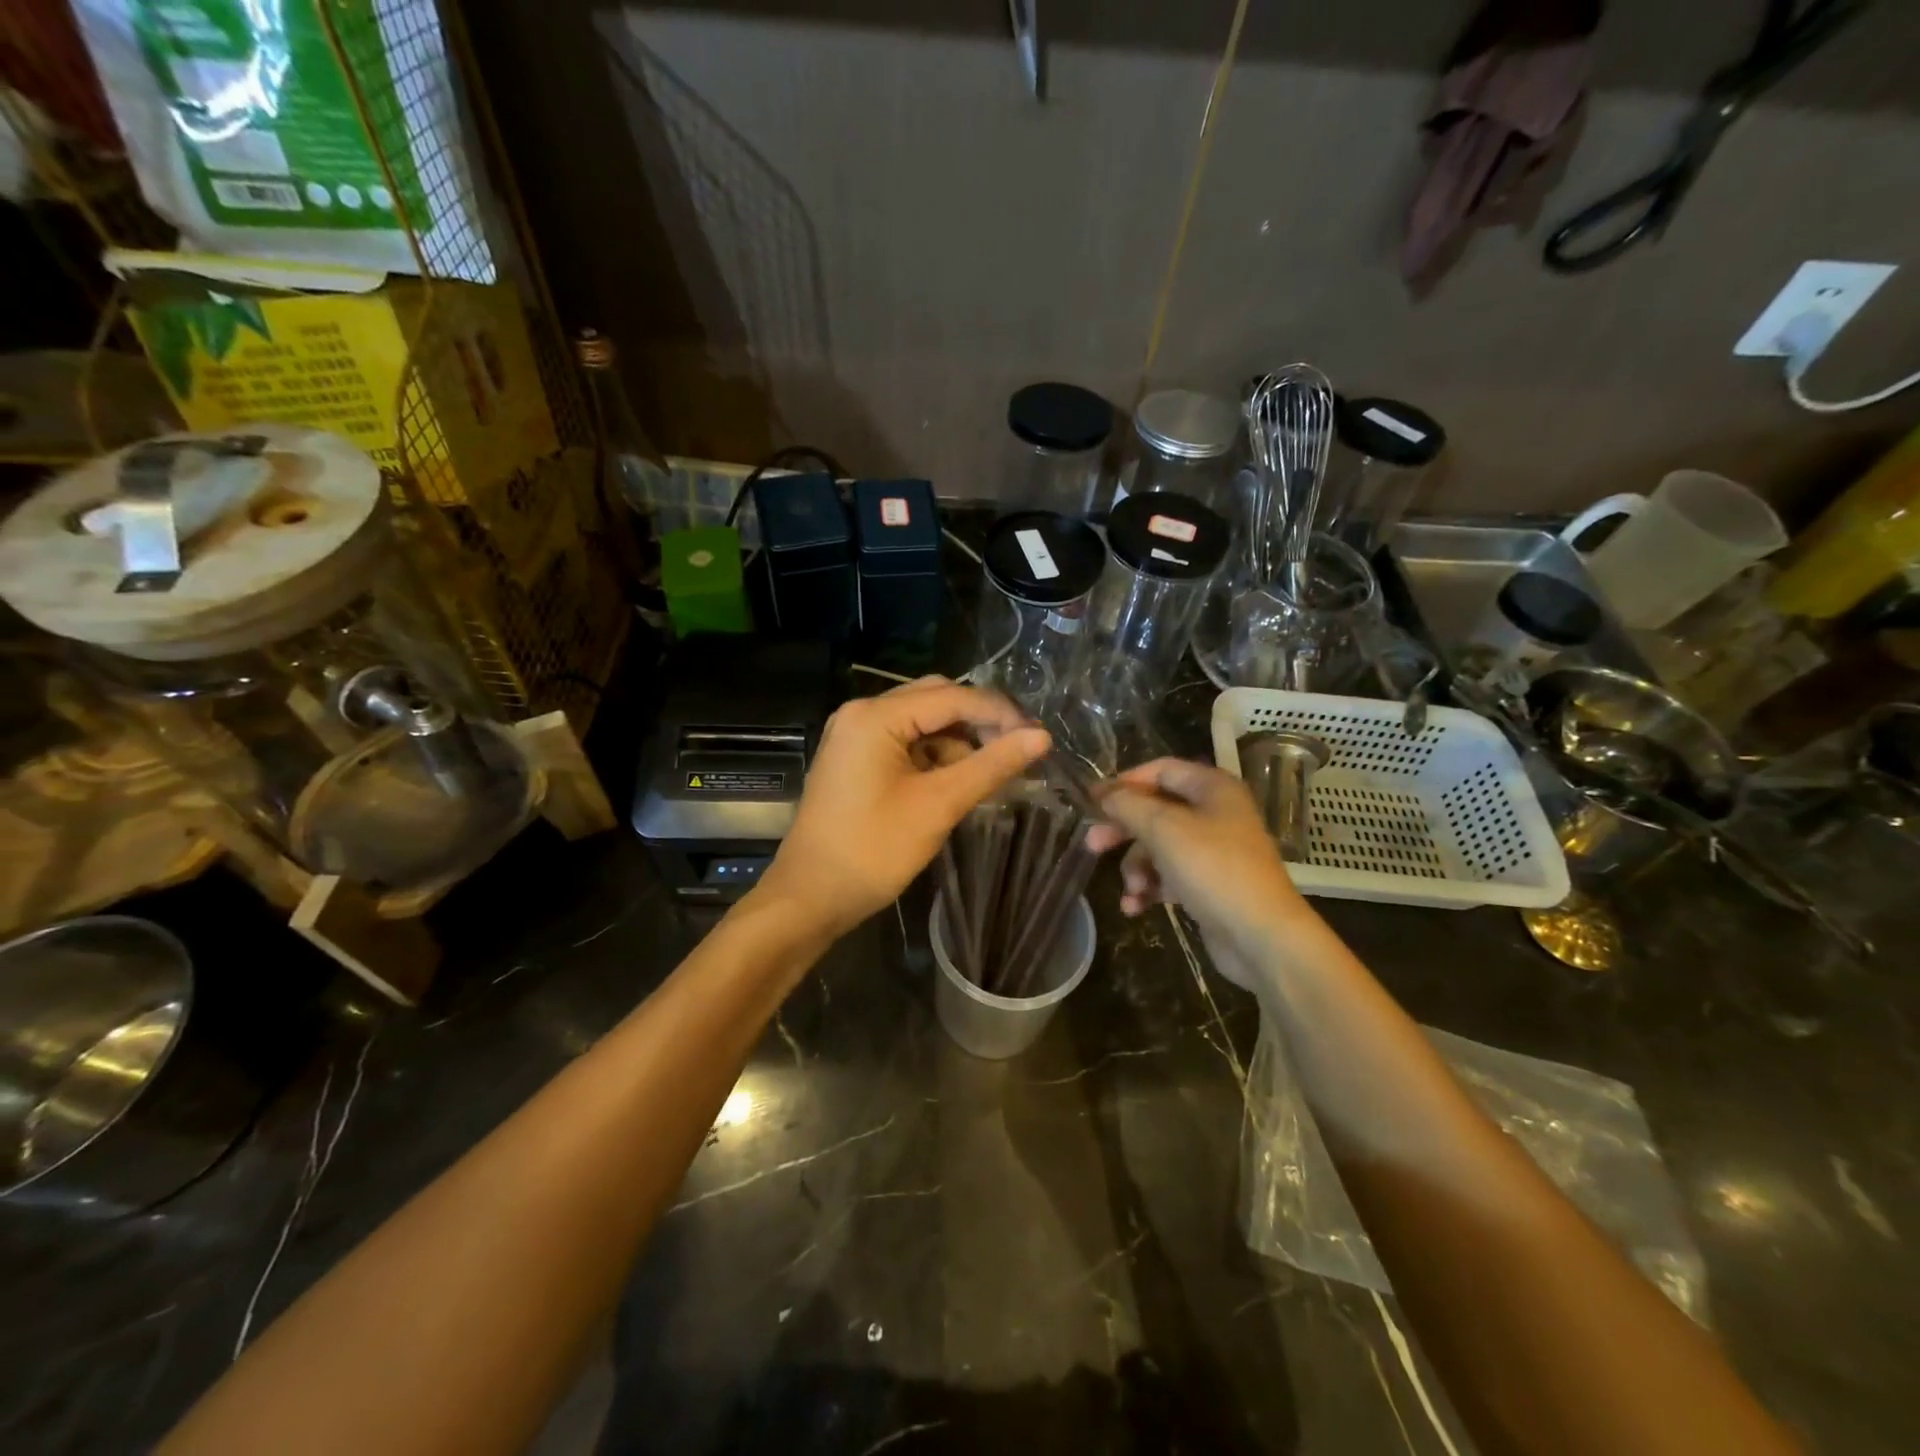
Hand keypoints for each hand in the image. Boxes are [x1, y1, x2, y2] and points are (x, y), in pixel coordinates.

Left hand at [755, 677, 1049, 937]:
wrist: (809, 898)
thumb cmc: (872, 851)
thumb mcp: (938, 805)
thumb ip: (991, 766)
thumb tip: (1041, 737)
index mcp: (875, 716)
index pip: (953, 697)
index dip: (1000, 713)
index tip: (1040, 737)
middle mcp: (862, 713)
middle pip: (935, 700)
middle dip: (979, 722)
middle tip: (1018, 751)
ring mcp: (855, 735)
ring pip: (922, 722)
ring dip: (958, 741)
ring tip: (992, 773)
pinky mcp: (855, 759)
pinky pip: (905, 743)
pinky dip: (935, 756)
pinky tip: (958, 781)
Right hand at [1085, 758, 1319, 990]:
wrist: (1261, 937)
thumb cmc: (1213, 869)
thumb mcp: (1163, 829)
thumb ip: (1128, 805)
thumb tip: (1105, 795)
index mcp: (1212, 788)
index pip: (1160, 770)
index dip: (1125, 782)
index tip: (1093, 801)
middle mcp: (1215, 813)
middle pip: (1155, 811)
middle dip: (1123, 831)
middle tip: (1092, 844)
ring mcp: (1214, 851)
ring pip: (1158, 847)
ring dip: (1136, 867)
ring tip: (1133, 889)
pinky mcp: (1209, 885)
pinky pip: (1169, 876)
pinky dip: (1151, 888)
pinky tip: (1136, 907)